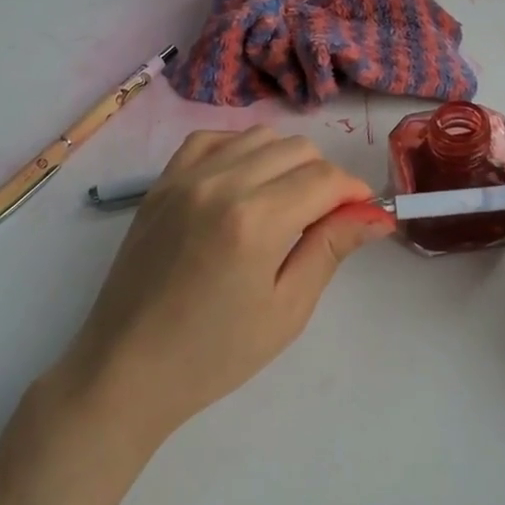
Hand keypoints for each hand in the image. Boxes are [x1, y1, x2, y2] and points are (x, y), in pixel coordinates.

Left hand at [65, 128, 393, 447]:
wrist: (128, 368)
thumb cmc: (215, 353)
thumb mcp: (286, 309)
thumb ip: (330, 249)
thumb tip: (376, 216)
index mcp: (256, 220)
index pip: (325, 178)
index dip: (354, 193)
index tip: (362, 216)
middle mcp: (220, 183)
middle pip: (297, 149)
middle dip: (324, 177)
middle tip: (324, 220)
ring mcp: (185, 178)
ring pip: (258, 137)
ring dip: (286, 161)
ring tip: (285, 203)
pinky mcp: (161, 184)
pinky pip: (211, 140)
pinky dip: (239, 150)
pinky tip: (243, 181)